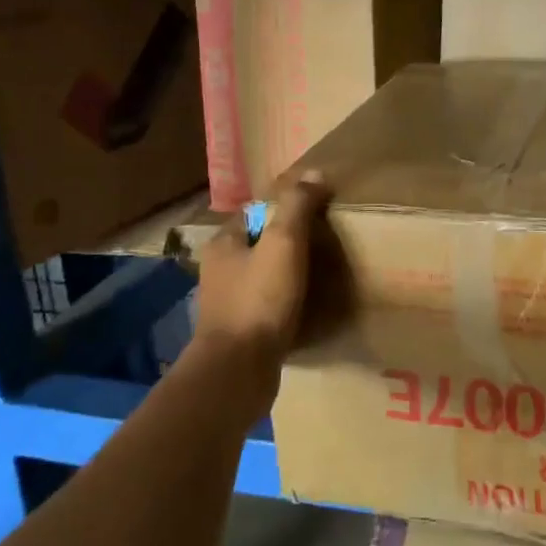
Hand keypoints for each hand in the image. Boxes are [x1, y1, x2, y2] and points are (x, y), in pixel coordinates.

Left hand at [192, 172, 329, 390]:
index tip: (319, 215)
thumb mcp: (284, 243)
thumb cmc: (259, 300)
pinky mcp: (240, 332)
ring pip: (263, 276)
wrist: (237, 372)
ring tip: (322, 277)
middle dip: (289, 243)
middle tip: (326, 246)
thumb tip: (316, 174)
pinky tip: (307, 309)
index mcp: (223, 243)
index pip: (257, 212)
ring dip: (288, 275)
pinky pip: (267, 307)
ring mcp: (228, 303)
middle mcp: (219, 270)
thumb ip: (298, 206)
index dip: (287, 208)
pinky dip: (286, 303)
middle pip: (260, 244)